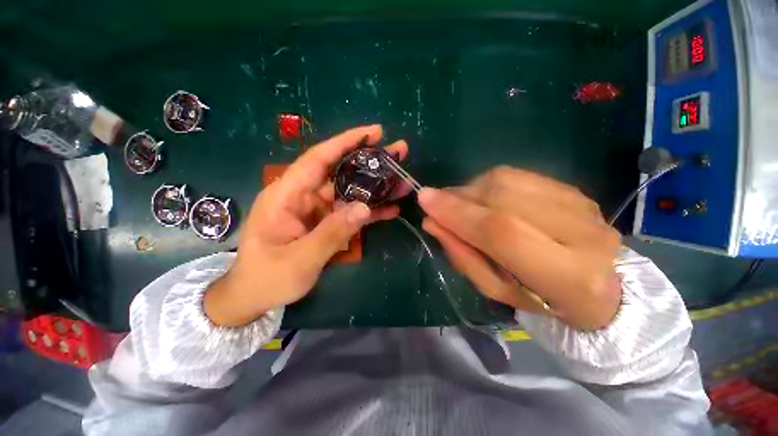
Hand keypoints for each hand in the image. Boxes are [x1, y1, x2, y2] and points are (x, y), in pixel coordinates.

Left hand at [204, 125, 409, 326]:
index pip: (317, 159)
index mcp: (286, 196)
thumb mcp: (299, 259)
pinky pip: (350, 212)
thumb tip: (364, 208)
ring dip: (375, 186)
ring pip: (349, 191)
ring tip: (401, 179)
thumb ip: (331, 233)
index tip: (373, 132)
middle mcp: (302, 196)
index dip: (345, 142)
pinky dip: (369, 211)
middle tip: (397, 152)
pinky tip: (390, 208)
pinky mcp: (325, 222)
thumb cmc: (268, 278)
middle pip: (339, 171)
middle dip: (368, 161)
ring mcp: (316, 210)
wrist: (256, 297)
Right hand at [418, 167, 621, 330]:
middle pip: (504, 197)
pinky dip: (488, 184)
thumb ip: (463, 256)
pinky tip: (483, 198)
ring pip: (508, 181)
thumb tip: (432, 222)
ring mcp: (582, 206)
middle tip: (438, 203)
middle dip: (460, 197)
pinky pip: (517, 176)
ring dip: (471, 189)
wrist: (598, 288)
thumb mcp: (495, 289)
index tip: (425, 199)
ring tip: (461, 204)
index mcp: (567, 277)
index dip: (459, 213)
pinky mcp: (574, 190)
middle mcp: (583, 234)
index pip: (502, 232)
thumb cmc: (539, 299)